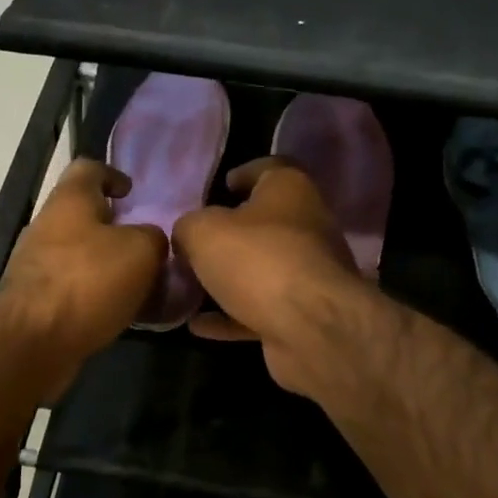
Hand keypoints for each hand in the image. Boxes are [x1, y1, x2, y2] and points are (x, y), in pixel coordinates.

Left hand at [0, 159, 165, 392]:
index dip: (113, 175)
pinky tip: (119, 313)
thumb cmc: (88, 282)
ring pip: (79, 255)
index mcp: (69, 200)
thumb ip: (153, 237)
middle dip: (115, 229)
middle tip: (147, 247)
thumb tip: (151, 241)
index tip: (132, 193)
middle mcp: (47, 226)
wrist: (33, 341)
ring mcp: (36, 264)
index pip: (89, 168)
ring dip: (107, 266)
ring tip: (140, 285)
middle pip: (83, 216)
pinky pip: (73, 288)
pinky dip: (95, 295)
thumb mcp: (141, 251)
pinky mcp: (35, 301)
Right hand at [173, 158, 380, 396]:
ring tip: (189, 286)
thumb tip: (187, 235)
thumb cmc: (258, 260)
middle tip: (195, 242)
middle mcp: (307, 226)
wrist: (311, 328)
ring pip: (262, 269)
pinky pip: (259, 309)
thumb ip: (189, 226)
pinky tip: (197, 325)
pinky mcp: (303, 313)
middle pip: (264, 223)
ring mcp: (308, 273)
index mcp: (290, 190)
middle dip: (230, 233)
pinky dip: (230, 315)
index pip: (269, 169)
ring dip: (228, 278)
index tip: (221, 186)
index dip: (244, 173)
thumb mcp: (204, 232)